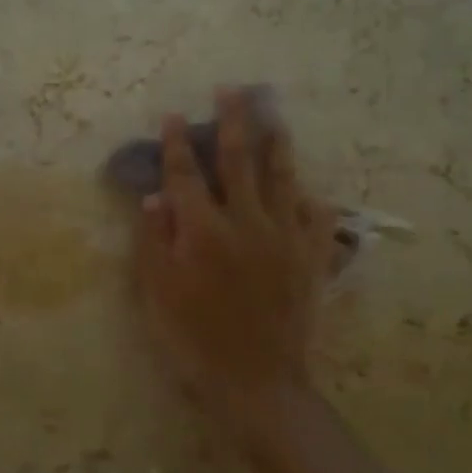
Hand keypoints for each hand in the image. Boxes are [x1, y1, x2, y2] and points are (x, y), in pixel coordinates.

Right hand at [134, 88, 332, 422]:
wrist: (256, 383)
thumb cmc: (194, 340)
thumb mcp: (158, 294)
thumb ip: (154, 241)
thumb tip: (155, 196)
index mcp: (204, 231)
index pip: (187, 175)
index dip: (177, 144)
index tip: (173, 116)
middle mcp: (247, 223)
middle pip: (240, 161)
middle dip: (234, 122)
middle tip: (233, 89)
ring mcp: (285, 239)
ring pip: (283, 178)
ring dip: (276, 143)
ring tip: (273, 116)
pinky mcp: (311, 260)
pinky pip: (317, 218)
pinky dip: (311, 198)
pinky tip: (309, 189)